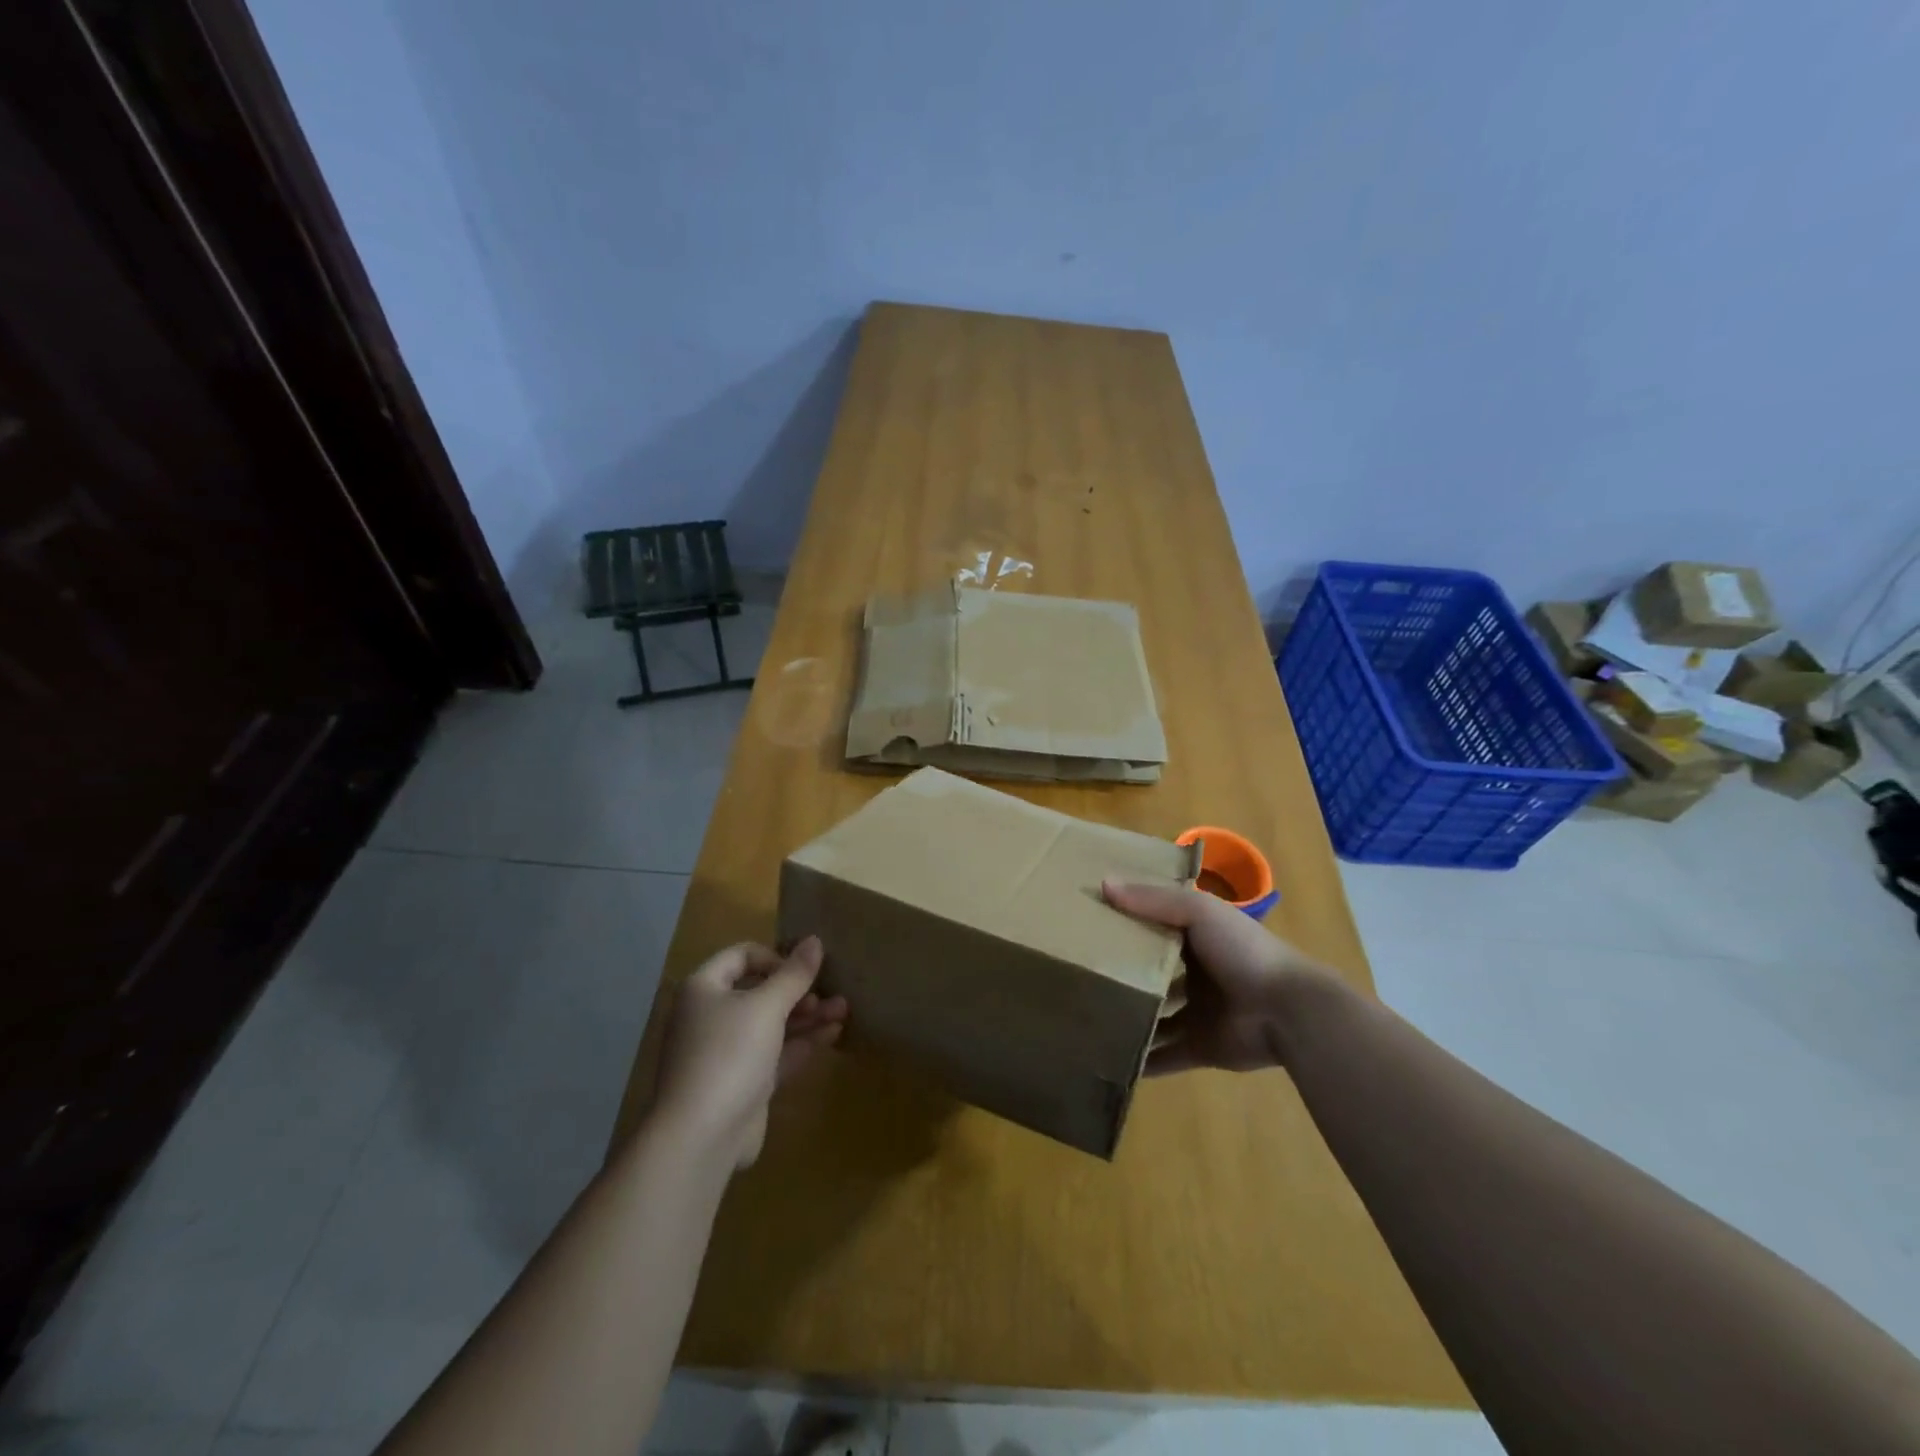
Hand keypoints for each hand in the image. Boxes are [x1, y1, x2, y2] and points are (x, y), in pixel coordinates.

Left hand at [652, 937, 847, 1168]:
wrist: (700, 1137)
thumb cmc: (729, 1054)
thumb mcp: (766, 1006)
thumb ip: (794, 974)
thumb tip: (814, 940)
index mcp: (704, 989)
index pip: (742, 956)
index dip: (775, 957)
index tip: (804, 969)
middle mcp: (711, 1016)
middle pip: (760, 991)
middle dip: (798, 990)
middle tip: (831, 990)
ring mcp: (727, 1052)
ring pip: (772, 1024)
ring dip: (807, 1015)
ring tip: (844, 1008)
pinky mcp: (744, 1083)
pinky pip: (776, 1053)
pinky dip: (802, 1042)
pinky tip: (834, 1033)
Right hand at [1102, 879, 1324, 1075]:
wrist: (1288, 1010)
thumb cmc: (1243, 952)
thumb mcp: (1198, 912)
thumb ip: (1152, 900)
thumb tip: (1103, 884)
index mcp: (1197, 936)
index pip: (1155, 926)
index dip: (1125, 923)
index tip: (1086, 922)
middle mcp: (1195, 972)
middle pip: (1151, 972)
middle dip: (1122, 973)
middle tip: (1077, 974)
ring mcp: (1197, 1012)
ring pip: (1154, 1015)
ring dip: (1128, 1017)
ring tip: (1085, 1017)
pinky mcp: (1200, 1047)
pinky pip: (1165, 1055)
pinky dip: (1142, 1060)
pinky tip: (1109, 1059)